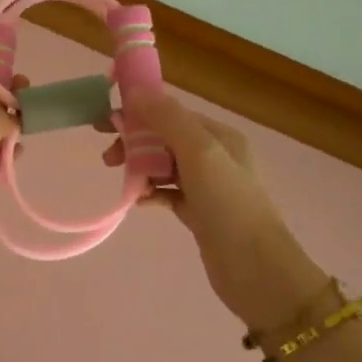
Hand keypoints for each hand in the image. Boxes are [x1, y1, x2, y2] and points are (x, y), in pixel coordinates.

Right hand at [107, 87, 337, 330]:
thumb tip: (136, 91)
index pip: (172, 113)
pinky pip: (167, 193)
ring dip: (140, 168)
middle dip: (135, 142)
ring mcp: (207, 186)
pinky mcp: (198, 213)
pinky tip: (138, 202)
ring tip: (122, 181)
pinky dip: (150, 193)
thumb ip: (168, 119)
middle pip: (164, 138)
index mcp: (219, 136)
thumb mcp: (199, 153)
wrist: (256, 270)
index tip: (105, 122)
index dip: (138, 113)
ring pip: (163, 165)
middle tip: (108, 158)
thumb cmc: (229, 205)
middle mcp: (214, 156)